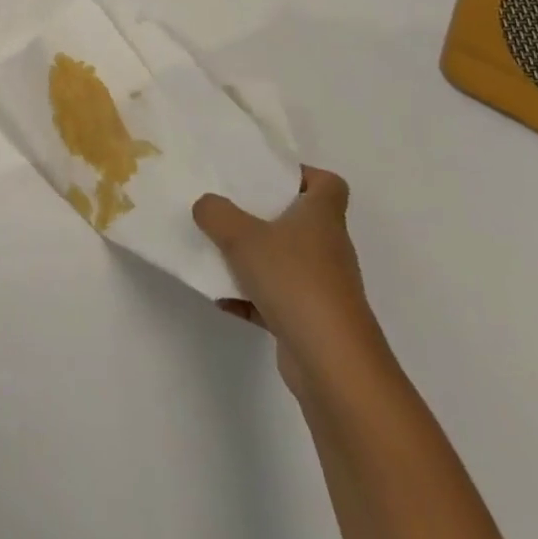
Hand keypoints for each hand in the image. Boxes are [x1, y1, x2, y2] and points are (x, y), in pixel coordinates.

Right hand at [192, 166, 381, 394]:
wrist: (332, 362)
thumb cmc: (294, 281)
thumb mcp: (242, 236)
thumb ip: (216, 214)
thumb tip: (206, 204)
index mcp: (322, 217)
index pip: (327, 184)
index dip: (301, 175)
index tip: (266, 177)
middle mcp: (327, 247)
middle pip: (300, 221)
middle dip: (264, 215)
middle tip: (228, 208)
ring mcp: (321, 286)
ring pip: (285, 261)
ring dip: (253, 259)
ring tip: (216, 252)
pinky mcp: (310, 320)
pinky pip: (275, 299)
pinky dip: (250, 298)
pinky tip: (221, 298)